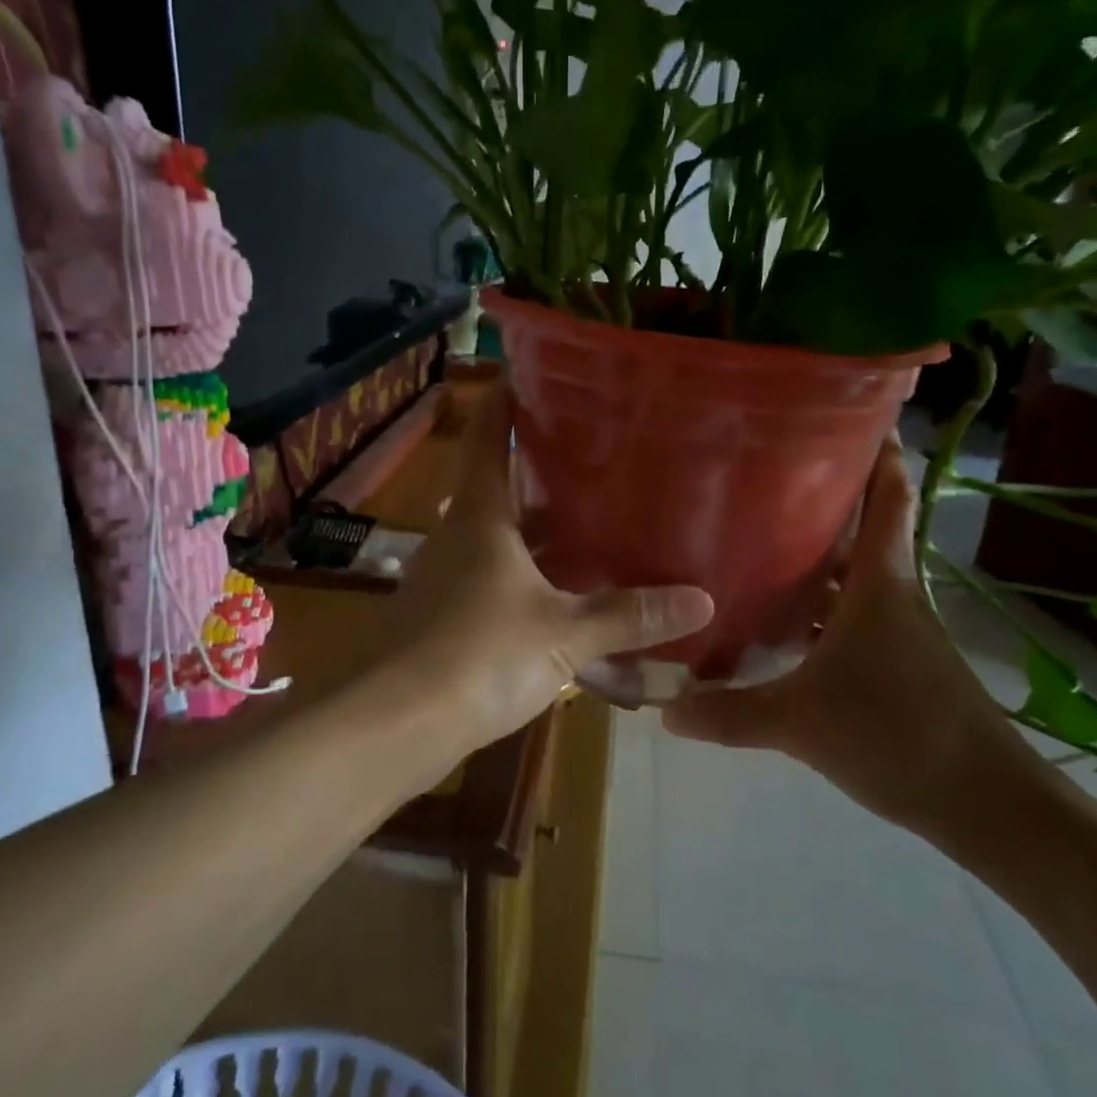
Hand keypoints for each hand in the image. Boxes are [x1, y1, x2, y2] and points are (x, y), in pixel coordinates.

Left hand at [375, 389, 713, 757]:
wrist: (394, 725)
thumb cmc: (478, 656)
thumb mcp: (563, 634)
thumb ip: (628, 616)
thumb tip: (702, 599)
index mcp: (481, 515)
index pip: (491, 436)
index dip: (506, 400)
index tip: (532, 371)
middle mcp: (457, 535)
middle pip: (498, 484)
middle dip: (540, 468)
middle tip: (594, 452)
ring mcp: (446, 577)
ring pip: (497, 536)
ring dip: (537, 527)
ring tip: (591, 518)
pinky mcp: (444, 617)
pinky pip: (493, 579)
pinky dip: (526, 575)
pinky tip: (562, 592)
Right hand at [665, 433, 1032, 836]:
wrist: (986, 804)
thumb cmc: (896, 735)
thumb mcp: (800, 724)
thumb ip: (729, 713)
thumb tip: (664, 707)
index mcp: (877, 584)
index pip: (887, 496)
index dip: (877, 451)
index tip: (851, 411)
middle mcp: (890, 593)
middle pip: (860, 530)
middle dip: (821, 500)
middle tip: (762, 477)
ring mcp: (897, 629)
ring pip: (852, 577)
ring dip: (816, 559)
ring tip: (757, 540)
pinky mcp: (897, 661)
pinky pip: (850, 616)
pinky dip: (820, 608)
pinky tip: (781, 623)